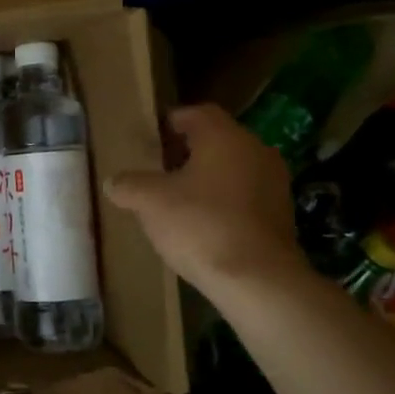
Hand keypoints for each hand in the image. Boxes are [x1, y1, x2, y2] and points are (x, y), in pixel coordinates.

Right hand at [106, 104, 306, 299]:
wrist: (257, 280)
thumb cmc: (201, 225)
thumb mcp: (150, 202)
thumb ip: (128, 185)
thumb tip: (113, 182)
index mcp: (225, 137)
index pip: (197, 113)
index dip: (172, 121)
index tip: (152, 137)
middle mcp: (255, 151)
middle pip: (217, 141)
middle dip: (186, 152)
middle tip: (158, 169)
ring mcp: (274, 184)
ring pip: (232, 169)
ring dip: (206, 179)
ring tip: (176, 199)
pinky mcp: (281, 215)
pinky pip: (245, 196)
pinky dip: (223, 202)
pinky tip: (202, 224)